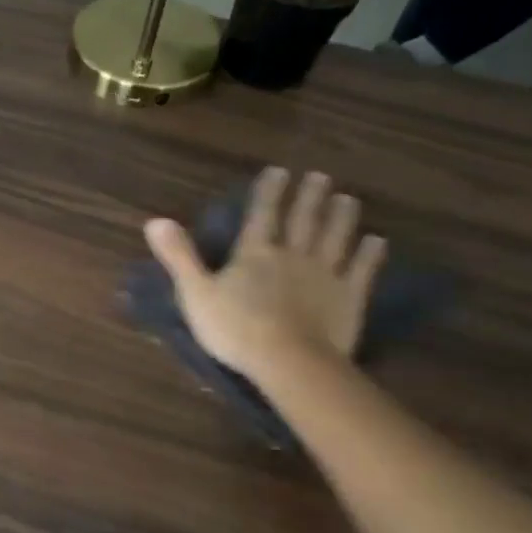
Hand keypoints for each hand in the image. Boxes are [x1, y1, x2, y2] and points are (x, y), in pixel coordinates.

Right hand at [145, 167, 387, 383]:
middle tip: (320, 176)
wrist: (288, 361)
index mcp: (254, 254)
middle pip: (303, 220)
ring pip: (335, 238)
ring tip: (348, 198)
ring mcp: (324, 274)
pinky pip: (361, 270)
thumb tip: (155, 220)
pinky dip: (369, 254)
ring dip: (341, 217)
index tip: (279, 171)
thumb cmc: (235, 329)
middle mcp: (292, 255)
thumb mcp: (195, 293)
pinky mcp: (349, 297)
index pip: (261, 215)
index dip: (269, 192)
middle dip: (309, 196)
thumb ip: (179, 256)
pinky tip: (376, 241)